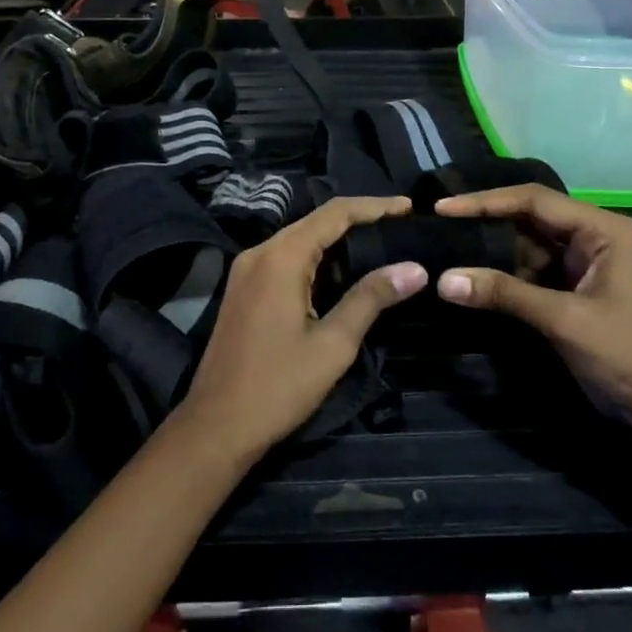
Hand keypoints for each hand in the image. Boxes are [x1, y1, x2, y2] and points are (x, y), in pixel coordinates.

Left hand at [183, 197, 426, 459]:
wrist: (216, 425)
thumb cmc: (278, 386)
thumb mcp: (333, 344)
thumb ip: (372, 298)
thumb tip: (415, 268)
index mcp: (281, 257)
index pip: (334, 214)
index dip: (374, 206)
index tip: (409, 208)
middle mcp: (259, 252)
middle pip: (315, 221)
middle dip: (358, 220)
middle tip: (400, 227)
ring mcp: (246, 270)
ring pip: (299, 239)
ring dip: (337, 239)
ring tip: (380, 245)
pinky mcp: (242, 288)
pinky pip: (284, 258)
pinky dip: (316, 258)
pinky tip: (341, 273)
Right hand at [433, 185, 631, 427]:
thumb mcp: (565, 321)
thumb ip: (505, 294)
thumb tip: (443, 279)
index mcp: (603, 230)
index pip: (533, 200)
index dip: (485, 202)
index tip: (442, 208)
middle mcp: (594, 239)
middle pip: (529, 219)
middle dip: (486, 225)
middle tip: (438, 229)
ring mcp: (585, 266)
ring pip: (528, 248)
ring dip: (493, 254)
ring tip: (448, 252)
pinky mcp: (577, 293)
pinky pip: (534, 274)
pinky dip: (506, 278)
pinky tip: (475, 281)